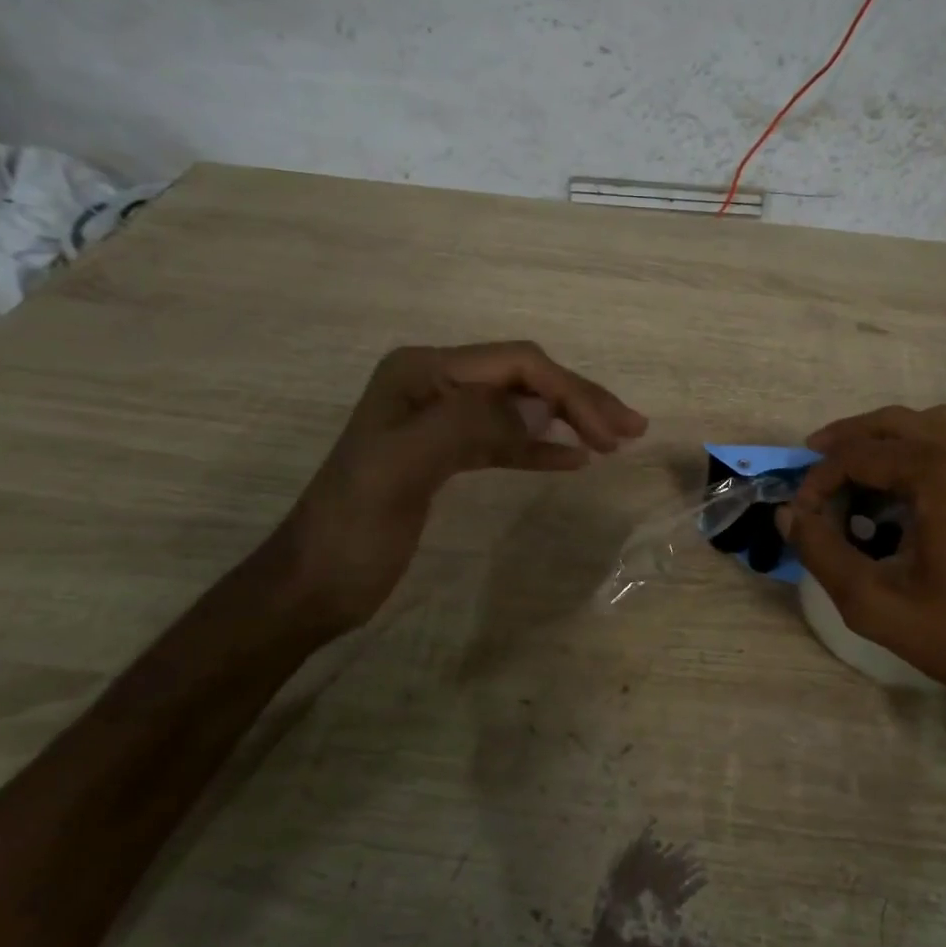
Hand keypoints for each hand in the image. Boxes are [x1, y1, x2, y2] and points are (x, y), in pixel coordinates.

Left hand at [265, 342, 646, 630]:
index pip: (516, 363)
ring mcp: (441, 419)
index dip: (569, 390)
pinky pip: (506, 438)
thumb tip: (537, 411)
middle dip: (578, 400)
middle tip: (631, 429)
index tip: (612, 432)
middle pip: (523, 380)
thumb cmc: (354, 527)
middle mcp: (434, 384)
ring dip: (568, 419)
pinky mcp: (447, 454)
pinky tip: (573, 457)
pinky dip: (541, 444)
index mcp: (423, 372)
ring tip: (615, 439)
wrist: (314, 583)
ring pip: (520, 407)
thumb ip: (467, 425)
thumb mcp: (402, 468)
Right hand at [783, 405, 945, 731]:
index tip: (803, 511)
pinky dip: (929, 449)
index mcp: (944, 473)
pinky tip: (916, 488)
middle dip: (850, 440)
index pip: (861, 454)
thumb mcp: (877, 605)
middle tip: (816, 460)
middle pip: (897, 422)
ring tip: (863, 469)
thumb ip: (822, 553)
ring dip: (891, 439)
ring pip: (936, 424)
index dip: (820, 478)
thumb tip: (789, 514)